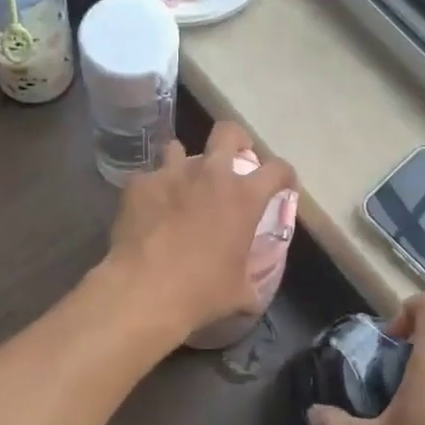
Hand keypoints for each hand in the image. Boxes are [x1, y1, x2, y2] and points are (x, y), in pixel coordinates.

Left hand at [101, 119, 296, 349]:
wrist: (143, 290)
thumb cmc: (200, 292)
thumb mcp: (240, 291)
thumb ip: (252, 279)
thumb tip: (253, 290)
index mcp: (243, 197)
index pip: (278, 169)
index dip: (285, 175)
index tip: (283, 185)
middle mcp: (210, 174)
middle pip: (228, 132)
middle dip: (236, 140)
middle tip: (234, 158)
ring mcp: (171, 173)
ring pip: (179, 148)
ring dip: (185, 163)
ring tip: (182, 184)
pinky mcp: (139, 183)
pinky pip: (150, 177)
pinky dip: (153, 189)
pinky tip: (149, 209)